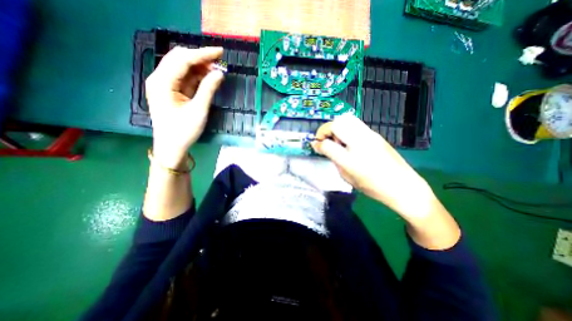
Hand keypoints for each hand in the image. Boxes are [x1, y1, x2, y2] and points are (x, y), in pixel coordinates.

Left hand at [146, 46, 225, 168]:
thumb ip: (208, 90)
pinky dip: (197, 77)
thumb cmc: (183, 131)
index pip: (183, 59)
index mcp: (162, 82)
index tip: (220, 52)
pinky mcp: (171, 91)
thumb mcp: (198, 110)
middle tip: (220, 62)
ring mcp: (165, 85)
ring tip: (217, 71)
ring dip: (200, 67)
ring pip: (183, 68)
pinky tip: (208, 78)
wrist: (172, 147)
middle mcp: (160, 79)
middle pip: (180, 59)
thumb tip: (219, 73)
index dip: (202, 54)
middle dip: (200, 58)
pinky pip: (185, 78)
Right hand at [312, 115, 436, 220]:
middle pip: (337, 123)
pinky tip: (349, 140)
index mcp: (351, 160)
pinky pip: (355, 124)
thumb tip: (324, 149)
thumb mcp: (347, 178)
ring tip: (337, 139)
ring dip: (336, 126)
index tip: (315, 145)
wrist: (403, 186)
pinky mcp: (375, 134)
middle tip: (325, 139)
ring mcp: (369, 136)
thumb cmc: (373, 187)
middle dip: (326, 129)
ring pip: (346, 119)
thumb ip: (334, 160)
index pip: (327, 144)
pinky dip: (346, 128)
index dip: (317, 143)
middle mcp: (359, 143)